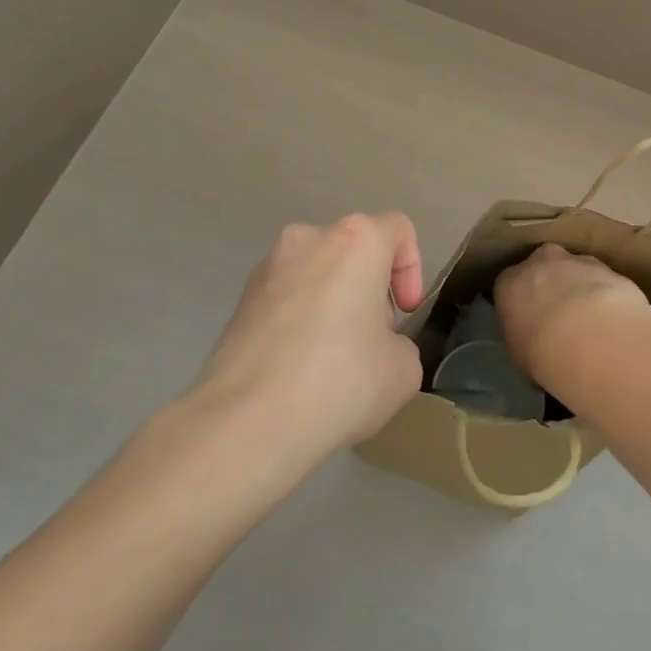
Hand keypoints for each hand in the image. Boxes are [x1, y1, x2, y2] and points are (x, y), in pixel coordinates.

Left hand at [194, 214, 425, 463]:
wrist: (247, 421)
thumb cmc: (339, 382)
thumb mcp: (402, 370)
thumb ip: (400, 344)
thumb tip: (376, 346)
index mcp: (354, 241)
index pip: (397, 229)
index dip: (411, 270)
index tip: (404, 314)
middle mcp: (307, 239)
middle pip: (353, 250)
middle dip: (369, 288)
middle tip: (373, 339)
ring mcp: (267, 268)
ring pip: (316, 273)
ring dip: (333, 302)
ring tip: (333, 358)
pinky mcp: (240, 300)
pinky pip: (286, 298)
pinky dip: (300, 320)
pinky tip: (299, 368)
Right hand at [495, 244, 650, 381]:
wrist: (593, 339)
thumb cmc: (544, 353)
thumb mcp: (521, 355)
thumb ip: (524, 339)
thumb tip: (536, 345)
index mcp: (509, 283)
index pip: (510, 288)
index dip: (523, 306)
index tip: (532, 324)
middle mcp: (540, 263)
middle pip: (544, 269)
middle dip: (553, 288)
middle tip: (564, 321)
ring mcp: (577, 262)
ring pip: (576, 271)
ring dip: (583, 291)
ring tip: (595, 326)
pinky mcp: (609, 269)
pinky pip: (604, 283)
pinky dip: (608, 298)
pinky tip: (614, 323)